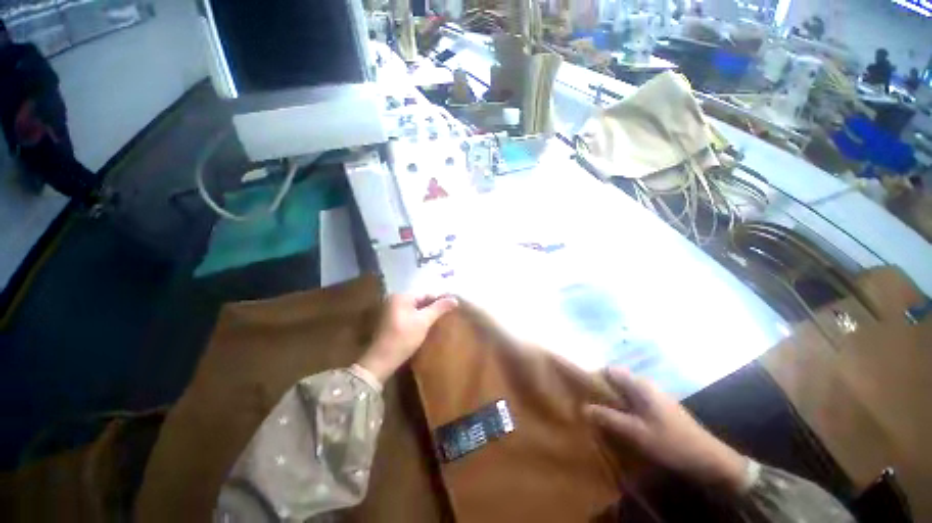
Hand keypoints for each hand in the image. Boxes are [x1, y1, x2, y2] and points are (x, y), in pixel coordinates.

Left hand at [356, 294, 458, 382]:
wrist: (381, 360)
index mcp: (401, 296)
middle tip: (446, 315)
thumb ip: (439, 308)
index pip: (425, 294)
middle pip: (419, 301)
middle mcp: (394, 299)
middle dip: (432, 307)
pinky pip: (407, 316)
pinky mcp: (389, 322)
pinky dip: (416, 319)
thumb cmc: (404, 338)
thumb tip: (454, 299)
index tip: (451, 307)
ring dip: (425, 314)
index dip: (439, 300)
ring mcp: (390, 310)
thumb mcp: (424, 321)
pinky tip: (425, 327)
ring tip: (438, 321)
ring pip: (414, 309)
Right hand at [586, 367, 748, 494]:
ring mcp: (654, 395)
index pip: (610, 370)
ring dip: (613, 400)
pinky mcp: (660, 407)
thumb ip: (609, 418)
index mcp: (640, 385)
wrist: (709, 459)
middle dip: (602, 390)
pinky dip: (625, 407)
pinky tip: (624, 423)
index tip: (584, 392)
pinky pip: (635, 400)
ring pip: (625, 390)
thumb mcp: (636, 433)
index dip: (595, 377)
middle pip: (617, 379)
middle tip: (592, 407)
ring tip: (604, 416)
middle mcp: (646, 384)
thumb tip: (583, 407)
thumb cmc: (671, 442)